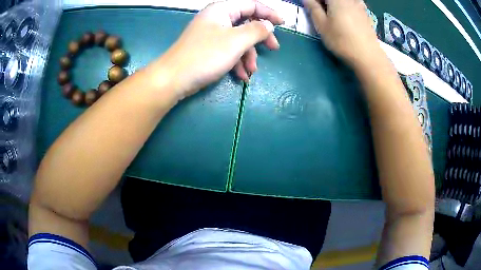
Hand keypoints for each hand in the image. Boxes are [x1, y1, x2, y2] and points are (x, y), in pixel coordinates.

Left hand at [157, 0, 282, 99]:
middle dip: (260, 38)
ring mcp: (212, 34)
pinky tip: (241, 76)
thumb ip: (257, 30)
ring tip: (251, 71)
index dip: (269, 13)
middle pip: (246, 23)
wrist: (173, 79)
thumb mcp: (236, 41)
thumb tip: (268, 25)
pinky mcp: (208, 49)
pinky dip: (237, 62)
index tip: (283, 24)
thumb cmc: (205, 55)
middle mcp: (217, 19)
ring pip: (238, 39)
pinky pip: (228, 50)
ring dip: (248, 55)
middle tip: (273, 48)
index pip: (251, 5)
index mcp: (222, 10)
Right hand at [303, 0, 381, 67]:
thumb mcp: (322, 25)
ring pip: (343, 1)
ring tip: (332, 14)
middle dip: (323, 2)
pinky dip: (346, 6)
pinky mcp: (366, 13)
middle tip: (319, 11)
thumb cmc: (341, 40)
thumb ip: (313, 8)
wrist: (368, 56)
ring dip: (334, 5)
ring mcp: (359, 5)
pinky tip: (345, 15)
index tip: (311, 7)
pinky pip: (353, 3)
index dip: (315, 2)